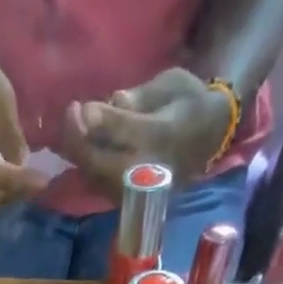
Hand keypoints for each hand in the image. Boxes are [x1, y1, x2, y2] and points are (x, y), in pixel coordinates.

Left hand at [61, 68, 233, 197]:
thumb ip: (141, 96)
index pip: (121, 133)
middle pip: (99, 163)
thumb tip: (113, 99)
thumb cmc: (190, 104)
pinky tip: (83, 143)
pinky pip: (99, 184)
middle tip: (72, 113)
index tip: (79, 106)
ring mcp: (136, 188)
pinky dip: (86, 164)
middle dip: (77, 141)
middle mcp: (145, 168)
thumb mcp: (172, 86)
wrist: (210, 137)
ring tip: (74, 126)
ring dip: (79, 153)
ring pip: (95, 177)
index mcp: (160, 137)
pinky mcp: (130, 197)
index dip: (96, 121)